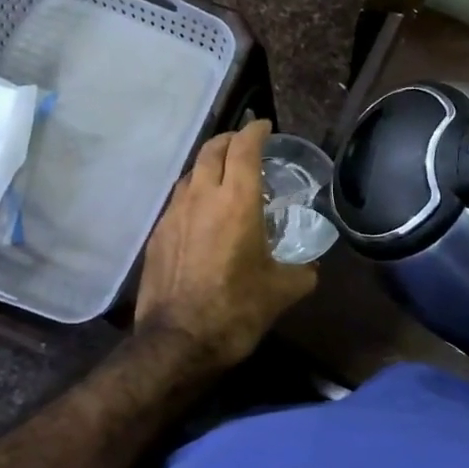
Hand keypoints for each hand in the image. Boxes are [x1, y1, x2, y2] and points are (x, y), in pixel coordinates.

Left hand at [136, 119, 317, 368]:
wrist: (177, 341)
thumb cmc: (235, 310)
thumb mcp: (281, 292)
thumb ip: (301, 272)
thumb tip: (310, 268)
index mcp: (237, 201)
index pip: (244, 149)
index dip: (255, 132)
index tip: (264, 126)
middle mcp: (202, 196)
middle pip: (212, 150)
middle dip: (230, 140)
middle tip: (245, 143)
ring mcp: (174, 213)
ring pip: (192, 172)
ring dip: (209, 164)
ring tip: (224, 175)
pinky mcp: (158, 233)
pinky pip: (178, 198)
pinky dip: (194, 192)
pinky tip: (202, 211)